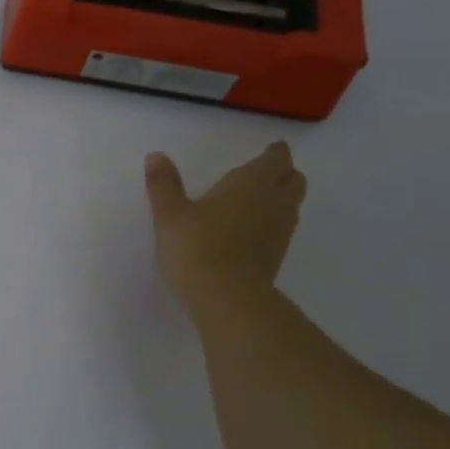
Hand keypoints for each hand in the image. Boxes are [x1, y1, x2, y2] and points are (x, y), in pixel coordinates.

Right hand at [145, 143, 307, 302]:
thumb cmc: (196, 247)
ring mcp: (281, 231)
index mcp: (252, 182)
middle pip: (294, 180)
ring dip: (281, 199)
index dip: (274, 153)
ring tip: (257, 203)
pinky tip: (251, 233)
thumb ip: (164, 184)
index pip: (277, 158)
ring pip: (292, 205)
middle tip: (264, 175)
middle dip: (283, 174)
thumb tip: (155, 155)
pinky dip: (273, 225)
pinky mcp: (277, 257)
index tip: (268, 151)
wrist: (225, 296)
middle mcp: (274, 201)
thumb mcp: (170, 214)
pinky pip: (283, 230)